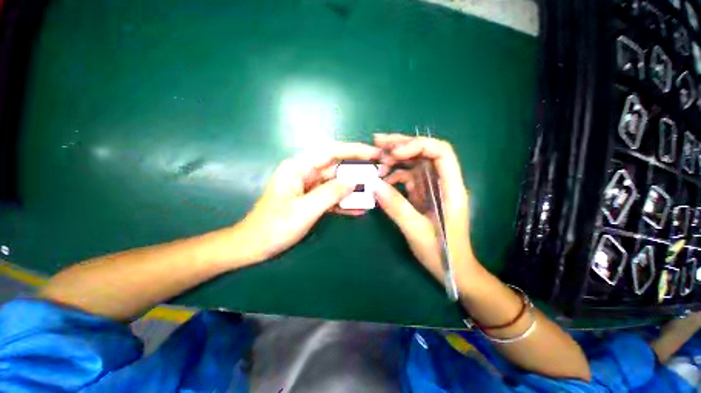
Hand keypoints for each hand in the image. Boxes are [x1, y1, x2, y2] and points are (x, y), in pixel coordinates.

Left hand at [234, 142, 380, 262]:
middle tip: (378, 174)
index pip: (330, 151)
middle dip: (357, 171)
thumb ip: (330, 193)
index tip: (373, 153)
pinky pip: (331, 197)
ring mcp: (309, 188)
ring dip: (353, 189)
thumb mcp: (305, 209)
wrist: (255, 246)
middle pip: (336, 167)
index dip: (354, 150)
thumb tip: (353, 181)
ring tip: (373, 192)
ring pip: (336, 183)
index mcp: (298, 168)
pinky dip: (344, 203)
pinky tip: (359, 209)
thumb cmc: (275, 226)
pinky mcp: (311, 200)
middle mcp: (304, 173)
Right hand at [373, 133, 474, 280]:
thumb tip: (374, 185)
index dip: (417, 145)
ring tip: (376, 162)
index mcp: (451, 187)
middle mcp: (443, 182)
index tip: (393, 153)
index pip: (441, 152)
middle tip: (377, 142)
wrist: (453, 270)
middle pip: (425, 153)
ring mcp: (432, 188)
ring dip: (394, 160)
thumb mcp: (417, 231)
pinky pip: (407, 178)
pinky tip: (382, 181)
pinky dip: (393, 176)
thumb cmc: (443, 253)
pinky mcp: (423, 195)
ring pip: (414, 164)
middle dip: (401, 145)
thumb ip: (396, 207)